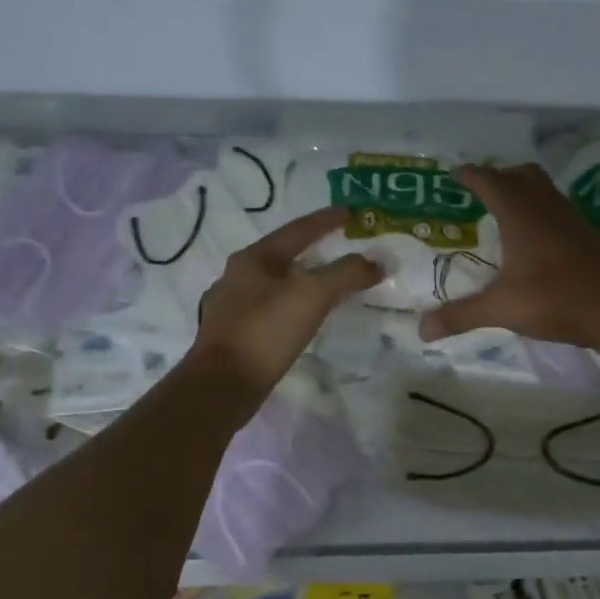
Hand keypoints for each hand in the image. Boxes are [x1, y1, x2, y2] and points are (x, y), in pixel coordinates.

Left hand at [191, 206, 380, 399]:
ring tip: (326, 284)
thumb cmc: (265, 331)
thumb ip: (346, 274)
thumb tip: (377, 262)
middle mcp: (237, 277)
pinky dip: (291, 306)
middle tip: (341, 248)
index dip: (325, 221)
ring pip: (274, 284)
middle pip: (282, 255)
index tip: (350, 213)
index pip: (296, 231)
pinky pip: (269, 310)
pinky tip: (300, 318)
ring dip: (301, 280)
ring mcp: (231, 308)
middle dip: (312, 250)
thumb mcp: (312, 296)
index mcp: (252, 259)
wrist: (222, 385)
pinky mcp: (233, 336)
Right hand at [418, 163, 599, 348]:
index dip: (470, 176)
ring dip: (523, 192)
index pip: (489, 181)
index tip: (454, 175)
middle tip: (480, 193)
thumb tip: (422, 330)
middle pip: (521, 175)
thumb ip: (461, 315)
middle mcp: (545, 206)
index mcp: (519, 213)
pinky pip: (557, 209)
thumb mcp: (501, 308)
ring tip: (503, 214)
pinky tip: (534, 240)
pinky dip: (540, 212)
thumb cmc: (554, 298)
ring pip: (543, 189)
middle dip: (499, 177)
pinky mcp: (586, 234)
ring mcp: (570, 218)